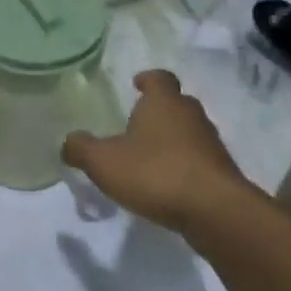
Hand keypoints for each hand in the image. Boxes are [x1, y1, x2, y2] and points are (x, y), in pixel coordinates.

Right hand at [62, 70, 253, 230]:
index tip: (136, 84)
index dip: (147, 79)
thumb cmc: (155, 173)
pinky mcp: (221, 172)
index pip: (159, 78)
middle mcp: (191, 116)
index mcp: (164, 103)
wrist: (215, 212)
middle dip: (157, 111)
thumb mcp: (102, 161)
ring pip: (188, 132)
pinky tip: (164, 183)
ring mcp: (211, 144)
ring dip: (170, 140)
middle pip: (176, 104)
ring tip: (147, 157)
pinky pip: (197, 159)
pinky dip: (181, 165)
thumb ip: (80, 148)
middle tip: (135, 124)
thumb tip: (70, 142)